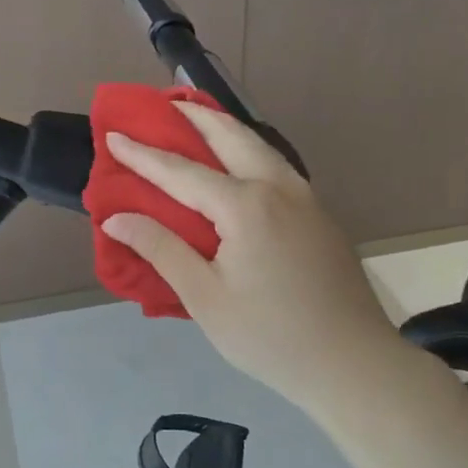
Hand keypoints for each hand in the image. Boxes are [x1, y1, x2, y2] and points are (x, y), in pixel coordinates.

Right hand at [101, 105, 400, 408]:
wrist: (354, 363)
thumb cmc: (270, 336)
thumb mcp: (205, 297)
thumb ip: (161, 249)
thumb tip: (116, 219)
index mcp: (245, 205)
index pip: (181, 171)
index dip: (144, 155)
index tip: (114, 135)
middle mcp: (278, 187)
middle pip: (230, 136)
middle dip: (195, 116)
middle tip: (164, 104)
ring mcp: (305, 197)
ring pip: (259, 145)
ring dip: (225, 127)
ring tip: (198, 119)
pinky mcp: (320, 213)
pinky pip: (276, 165)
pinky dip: (249, 149)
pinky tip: (239, 162)